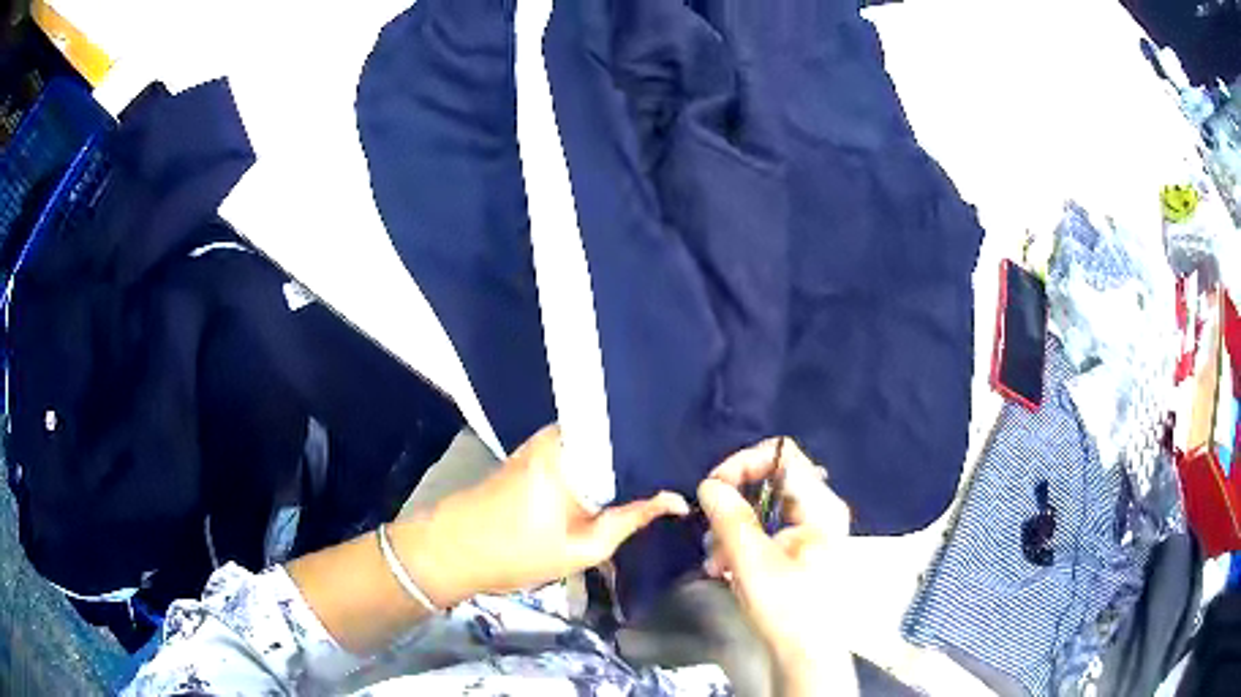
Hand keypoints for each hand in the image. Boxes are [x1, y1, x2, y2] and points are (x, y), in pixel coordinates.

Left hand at [397, 424, 689, 606]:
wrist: (454, 548)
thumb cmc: (517, 552)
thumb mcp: (584, 547)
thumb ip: (632, 519)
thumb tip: (677, 500)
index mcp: (577, 453)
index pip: (637, 442)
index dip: (668, 455)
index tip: (697, 466)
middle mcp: (565, 435)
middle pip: (621, 438)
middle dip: (650, 456)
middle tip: (686, 473)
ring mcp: (549, 439)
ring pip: (604, 445)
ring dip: (627, 462)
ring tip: (664, 475)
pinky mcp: (539, 451)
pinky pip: (585, 451)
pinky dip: (605, 465)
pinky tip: (625, 481)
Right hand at [698, 438, 854, 694]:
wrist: (807, 656)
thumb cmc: (788, 609)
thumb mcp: (753, 562)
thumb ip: (730, 518)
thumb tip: (709, 484)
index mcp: (820, 505)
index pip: (781, 454)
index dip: (743, 463)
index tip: (712, 490)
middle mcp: (820, 509)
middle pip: (769, 481)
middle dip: (733, 504)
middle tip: (710, 534)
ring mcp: (812, 530)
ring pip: (763, 508)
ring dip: (732, 530)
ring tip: (715, 563)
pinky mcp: (800, 551)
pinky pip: (767, 531)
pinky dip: (742, 545)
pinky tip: (726, 570)